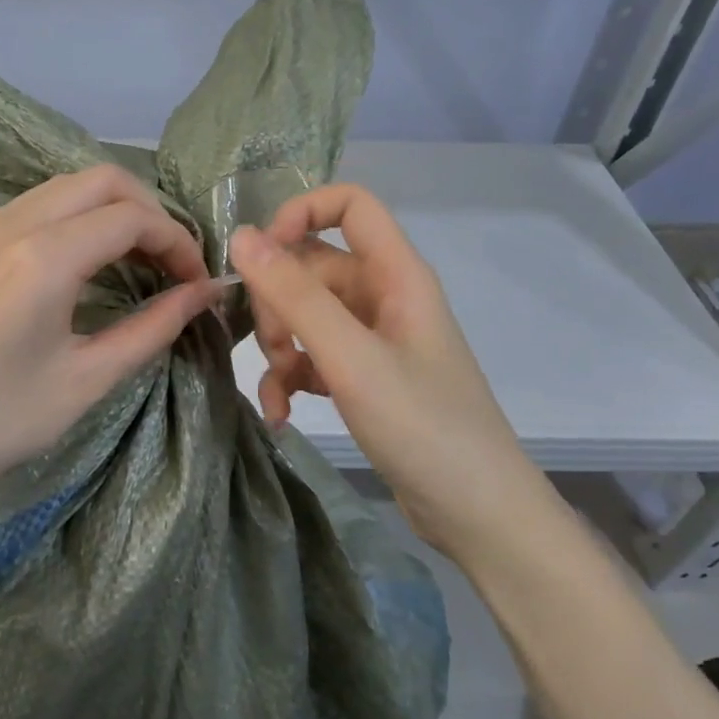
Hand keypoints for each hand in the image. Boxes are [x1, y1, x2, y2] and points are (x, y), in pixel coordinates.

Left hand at [0, 164, 221, 525]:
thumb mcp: (87, 379)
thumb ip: (154, 327)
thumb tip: (204, 293)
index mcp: (43, 257)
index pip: (132, 217)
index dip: (178, 242)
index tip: (196, 282)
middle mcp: (7, 225)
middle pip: (99, 180)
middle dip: (148, 211)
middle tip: (169, 263)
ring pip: (59, 190)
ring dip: (106, 212)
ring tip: (130, 263)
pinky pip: (25, 211)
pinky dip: (67, 222)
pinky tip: (73, 270)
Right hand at [229, 184, 555, 558]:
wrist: (477, 513)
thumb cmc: (423, 427)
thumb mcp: (352, 358)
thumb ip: (296, 296)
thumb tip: (241, 237)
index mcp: (396, 274)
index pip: (350, 205)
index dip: (300, 214)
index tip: (260, 256)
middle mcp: (384, 297)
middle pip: (313, 267)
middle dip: (279, 303)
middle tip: (272, 349)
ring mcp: (374, 339)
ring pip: (306, 315)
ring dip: (279, 347)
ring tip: (279, 391)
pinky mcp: (364, 377)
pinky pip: (313, 357)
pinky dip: (291, 378)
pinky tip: (281, 414)